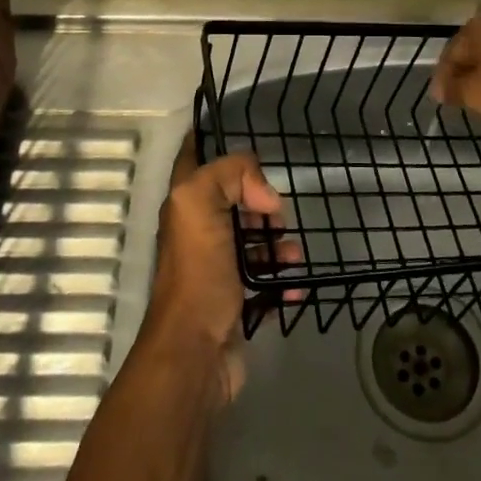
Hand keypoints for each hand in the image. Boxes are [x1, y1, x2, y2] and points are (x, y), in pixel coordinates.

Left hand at [141, 139, 298, 404]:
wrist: (195, 353)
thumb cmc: (198, 272)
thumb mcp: (202, 204)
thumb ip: (230, 174)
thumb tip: (263, 194)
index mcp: (185, 205)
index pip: (193, 157)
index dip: (209, 138)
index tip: (238, 127)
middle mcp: (197, 232)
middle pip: (232, 200)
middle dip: (259, 201)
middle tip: (278, 210)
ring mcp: (216, 269)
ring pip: (252, 241)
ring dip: (277, 243)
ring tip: (293, 252)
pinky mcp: (235, 302)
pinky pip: (265, 282)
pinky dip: (282, 281)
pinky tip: (294, 285)